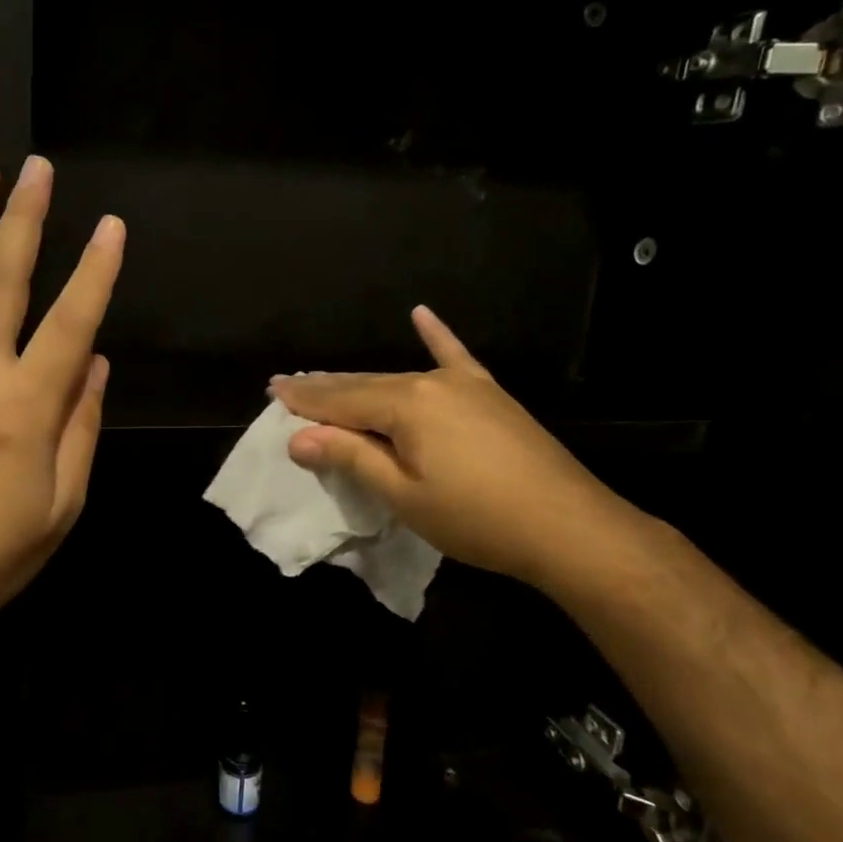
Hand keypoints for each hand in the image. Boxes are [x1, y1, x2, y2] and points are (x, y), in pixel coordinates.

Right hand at [270, 307, 630, 588]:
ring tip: (329, 379)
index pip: (341, 401)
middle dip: (325, 389)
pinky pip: (455, 358)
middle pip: (365, 386)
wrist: (569, 527)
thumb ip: (351, 458)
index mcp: (406, 405)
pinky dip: (437, 337)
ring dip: (362, 382)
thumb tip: (298, 438)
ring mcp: (464, 385)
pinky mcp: (489, 395)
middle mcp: (431, 383)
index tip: (273, 391)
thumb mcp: (403, 495)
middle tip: (288, 386)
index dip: (305, 400)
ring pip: (399, 378)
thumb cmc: (477, 518)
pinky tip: (422, 314)